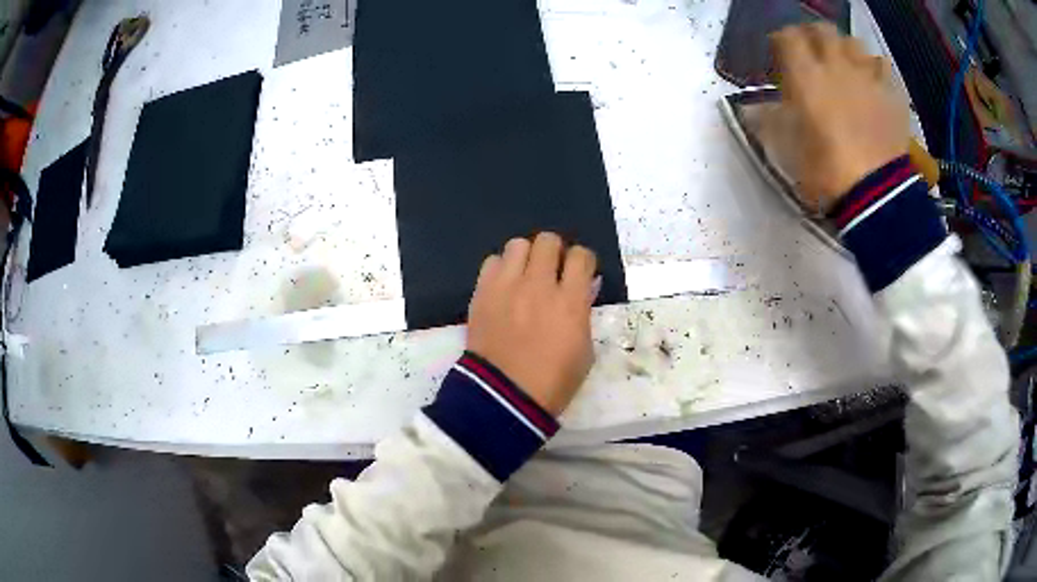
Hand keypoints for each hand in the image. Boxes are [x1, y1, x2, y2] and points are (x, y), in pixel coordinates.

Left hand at [466, 233, 598, 415]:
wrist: (504, 397)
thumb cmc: (553, 382)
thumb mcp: (584, 351)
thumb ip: (584, 313)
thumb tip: (585, 287)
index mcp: (570, 302)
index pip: (581, 256)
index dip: (583, 261)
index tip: (580, 272)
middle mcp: (538, 285)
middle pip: (548, 241)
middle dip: (555, 252)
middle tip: (552, 271)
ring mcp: (507, 287)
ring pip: (518, 244)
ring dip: (526, 256)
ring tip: (525, 275)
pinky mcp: (482, 293)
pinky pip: (492, 262)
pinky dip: (501, 269)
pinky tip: (504, 286)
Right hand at [771, 23, 910, 210]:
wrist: (877, 196)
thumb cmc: (827, 172)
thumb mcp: (788, 150)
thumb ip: (770, 121)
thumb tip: (752, 109)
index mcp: (806, 76)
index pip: (788, 37)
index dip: (782, 41)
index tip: (781, 54)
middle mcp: (836, 66)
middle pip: (822, 30)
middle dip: (814, 37)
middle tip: (812, 53)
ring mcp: (867, 78)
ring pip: (853, 43)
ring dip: (845, 50)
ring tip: (844, 66)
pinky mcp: (891, 95)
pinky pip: (881, 66)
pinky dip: (874, 69)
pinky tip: (871, 82)